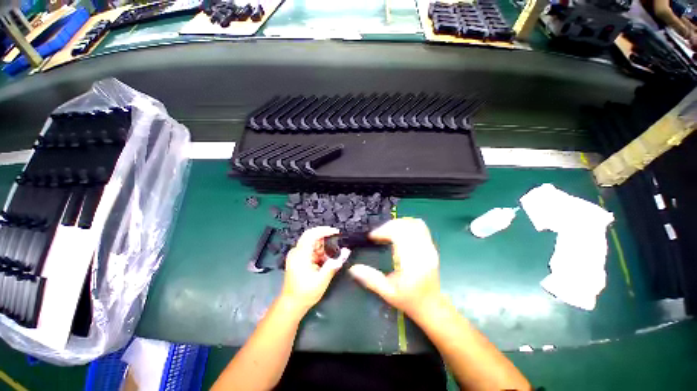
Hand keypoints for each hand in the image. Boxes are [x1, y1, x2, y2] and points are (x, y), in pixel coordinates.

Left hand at [280, 226, 349, 313]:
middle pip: (311, 236)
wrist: (291, 304)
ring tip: (331, 257)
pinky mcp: (298, 258)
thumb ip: (334, 264)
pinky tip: (325, 261)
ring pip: (312, 242)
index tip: (336, 232)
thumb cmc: (306, 293)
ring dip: (323, 247)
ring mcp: (296, 254)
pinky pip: (310, 249)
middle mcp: (296, 252)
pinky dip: (319, 252)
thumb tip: (346, 252)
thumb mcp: (322, 280)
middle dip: (325, 237)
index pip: (312, 234)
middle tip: (337, 241)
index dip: (324, 230)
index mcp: (300, 255)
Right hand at [348, 218, 442, 318]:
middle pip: (406, 227)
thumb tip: (353, 268)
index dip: (384, 231)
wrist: (431, 306)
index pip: (399, 236)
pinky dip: (407, 224)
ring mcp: (429, 248)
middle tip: (377, 233)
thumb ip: (371, 280)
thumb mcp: (387, 293)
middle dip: (388, 226)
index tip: (372, 236)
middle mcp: (423, 252)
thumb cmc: (409, 301)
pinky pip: (421, 227)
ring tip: (386, 230)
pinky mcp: (431, 246)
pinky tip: (399, 231)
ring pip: (414, 224)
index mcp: (412, 264)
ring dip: (398, 223)